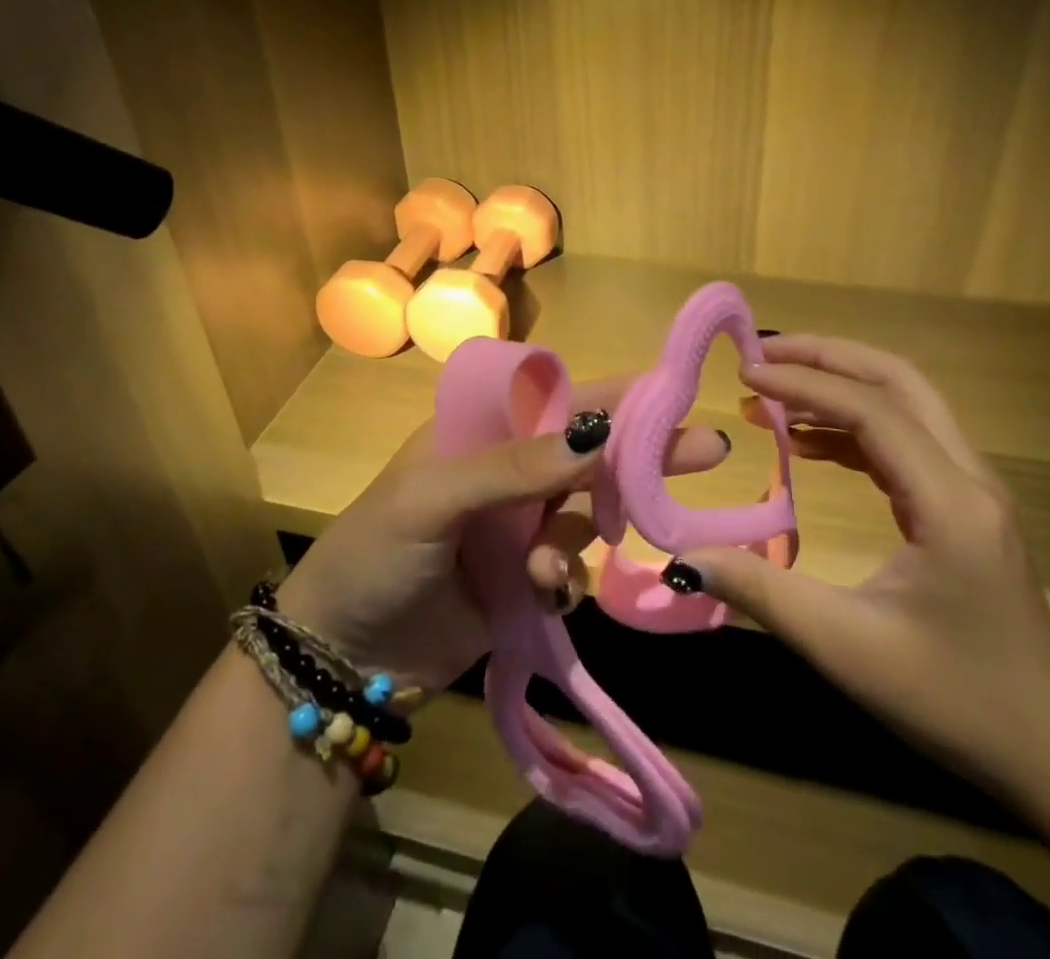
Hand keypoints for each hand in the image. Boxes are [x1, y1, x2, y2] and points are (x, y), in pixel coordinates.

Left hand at [277, 375, 727, 695]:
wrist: (341, 658)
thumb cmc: (375, 554)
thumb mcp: (433, 498)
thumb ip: (513, 466)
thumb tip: (595, 430)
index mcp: (479, 431)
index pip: (557, 398)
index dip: (614, 394)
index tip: (674, 391)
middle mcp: (506, 470)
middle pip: (586, 452)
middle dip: (639, 454)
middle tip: (708, 450)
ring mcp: (517, 526)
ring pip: (584, 513)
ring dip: (579, 536)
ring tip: (545, 570)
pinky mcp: (525, 578)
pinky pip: (571, 565)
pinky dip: (565, 577)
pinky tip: (542, 593)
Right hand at [671, 335, 1049, 790]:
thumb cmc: (954, 701)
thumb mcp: (847, 648)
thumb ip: (762, 593)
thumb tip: (685, 556)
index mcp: (950, 503)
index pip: (871, 411)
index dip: (803, 384)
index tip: (744, 375)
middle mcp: (969, 478)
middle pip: (898, 381)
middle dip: (827, 357)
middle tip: (762, 355)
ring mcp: (972, 489)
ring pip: (905, 404)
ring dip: (840, 386)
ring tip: (774, 393)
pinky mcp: (964, 506)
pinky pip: (905, 441)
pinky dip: (853, 426)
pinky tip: (808, 444)